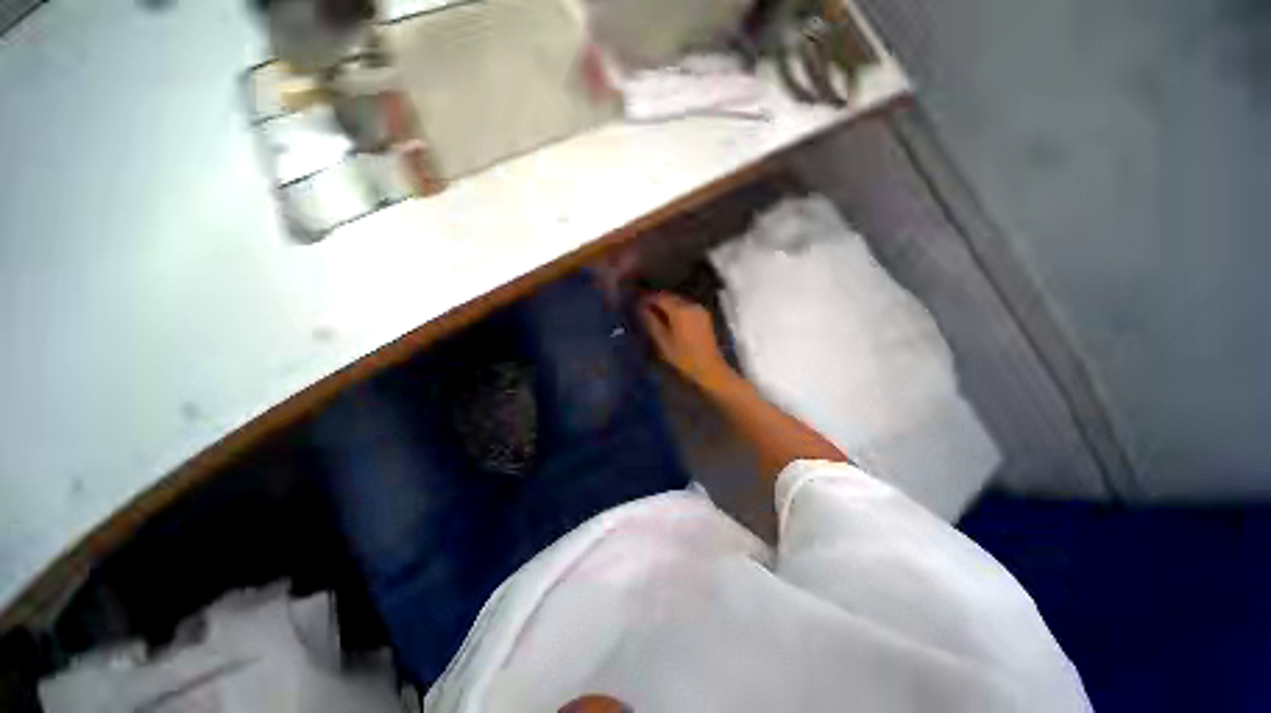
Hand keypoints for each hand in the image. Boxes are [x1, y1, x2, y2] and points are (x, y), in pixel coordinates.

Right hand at [638, 292, 734, 390]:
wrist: (709, 366)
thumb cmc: (683, 356)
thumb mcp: (662, 341)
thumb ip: (650, 321)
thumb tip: (640, 308)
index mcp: (680, 310)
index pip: (660, 296)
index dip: (647, 298)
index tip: (637, 302)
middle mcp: (690, 304)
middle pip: (670, 296)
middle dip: (656, 299)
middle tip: (644, 307)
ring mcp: (699, 309)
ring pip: (678, 300)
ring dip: (666, 303)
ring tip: (654, 312)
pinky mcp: (704, 315)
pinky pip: (686, 305)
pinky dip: (676, 308)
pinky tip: (669, 317)